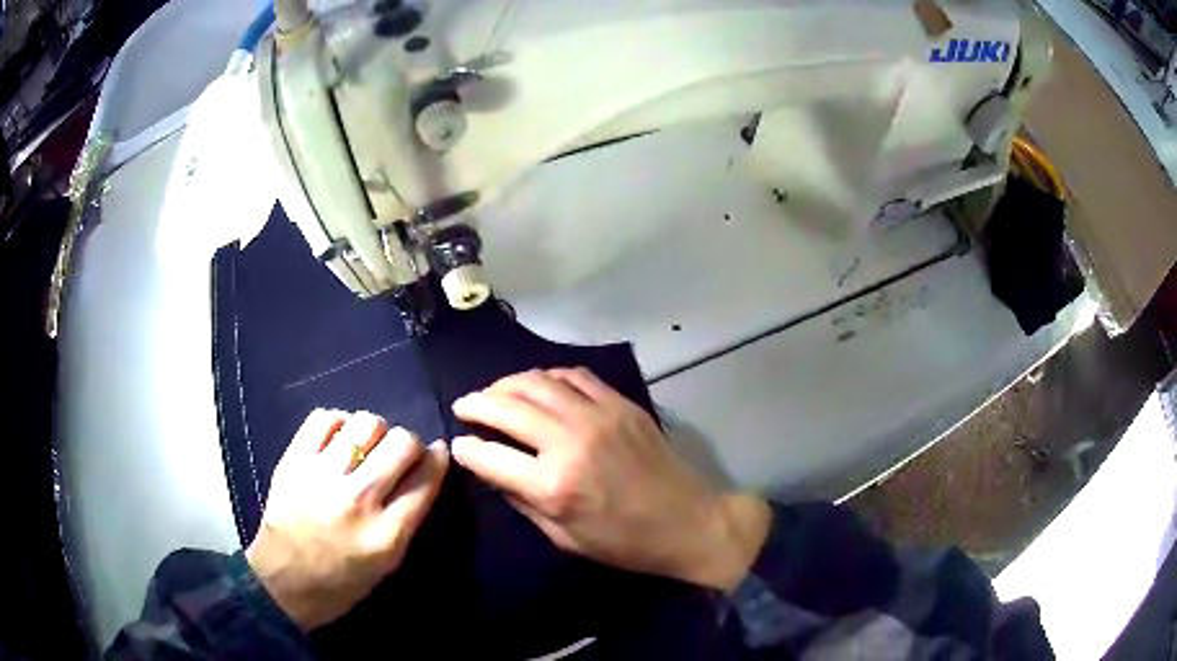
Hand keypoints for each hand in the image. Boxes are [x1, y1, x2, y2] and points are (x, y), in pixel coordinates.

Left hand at [246, 409, 448, 629]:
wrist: (284, 581)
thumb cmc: (343, 582)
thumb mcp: (389, 563)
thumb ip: (409, 517)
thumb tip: (425, 469)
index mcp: (386, 535)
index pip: (425, 478)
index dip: (437, 459)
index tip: (437, 452)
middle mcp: (357, 500)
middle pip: (401, 443)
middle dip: (409, 443)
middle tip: (400, 454)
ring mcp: (321, 476)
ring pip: (366, 423)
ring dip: (376, 431)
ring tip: (367, 446)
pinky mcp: (293, 461)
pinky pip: (325, 418)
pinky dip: (339, 423)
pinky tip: (339, 439)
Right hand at [451, 368, 770, 591]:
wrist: (688, 522)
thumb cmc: (625, 543)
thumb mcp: (565, 538)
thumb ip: (522, 501)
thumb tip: (491, 470)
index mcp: (553, 485)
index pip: (490, 456)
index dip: (466, 449)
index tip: (458, 445)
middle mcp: (570, 441)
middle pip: (507, 408)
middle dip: (476, 404)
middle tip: (463, 406)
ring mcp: (598, 415)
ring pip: (537, 383)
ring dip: (507, 384)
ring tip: (493, 392)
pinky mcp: (620, 403)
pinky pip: (575, 375)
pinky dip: (548, 376)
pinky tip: (538, 385)